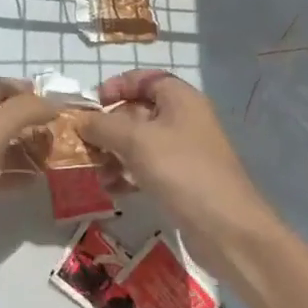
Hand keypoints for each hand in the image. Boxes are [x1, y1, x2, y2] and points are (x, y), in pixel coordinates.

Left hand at [0, 78, 59, 257]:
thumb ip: (25, 111)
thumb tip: (54, 102)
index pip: (2, 86)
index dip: (31, 94)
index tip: (61, 109)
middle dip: (29, 125)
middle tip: (59, 139)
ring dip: (21, 150)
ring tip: (52, 161)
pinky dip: (6, 172)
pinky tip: (30, 183)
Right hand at [73, 71, 278, 270]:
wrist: (227, 229)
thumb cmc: (181, 170)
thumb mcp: (136, 141)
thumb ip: (102, 125)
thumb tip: (80, 120)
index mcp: (180, 98)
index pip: (144, 79)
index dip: (116, 86)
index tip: (92, 104)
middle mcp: (183, 119)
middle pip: (137, 112)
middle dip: (108, 127)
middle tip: (84, 144)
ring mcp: (184, 151)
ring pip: (139, 143)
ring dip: (114, 154)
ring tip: (95, 172)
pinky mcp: (182, 180)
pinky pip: (147, 168)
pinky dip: (127, 174)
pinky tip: (111, 189)